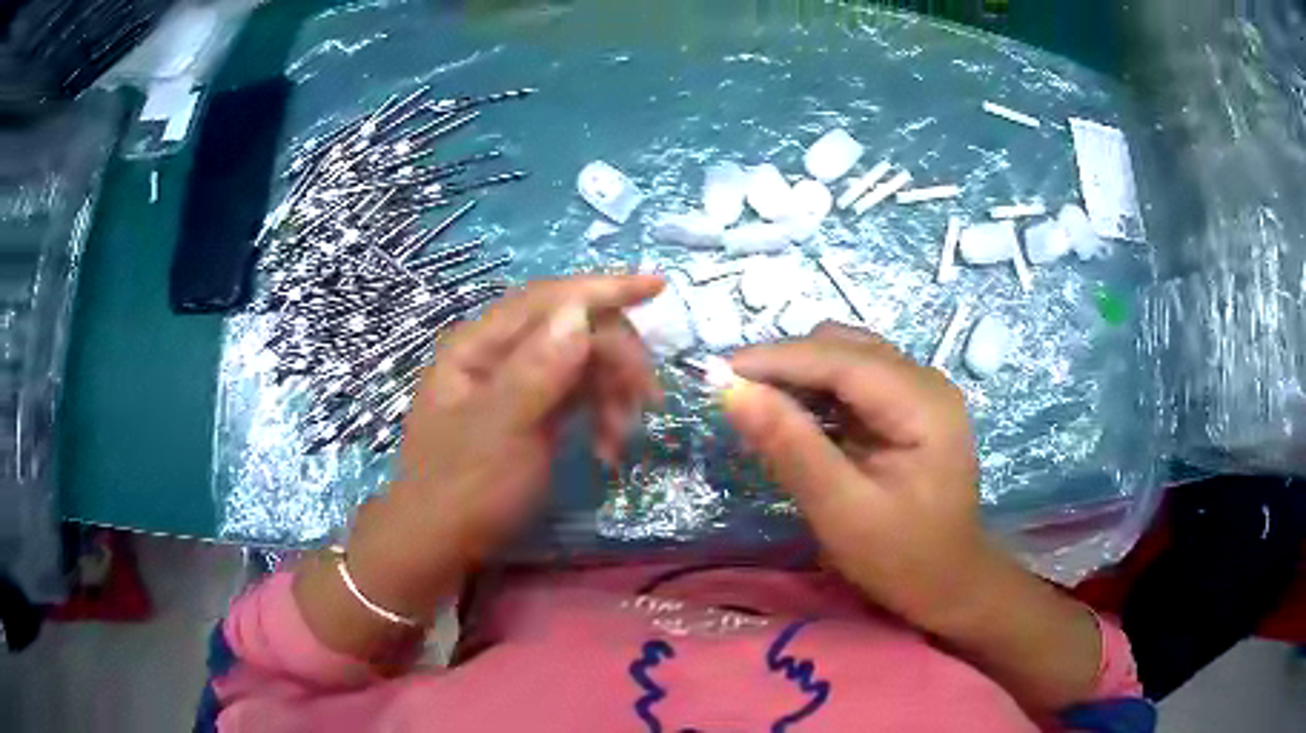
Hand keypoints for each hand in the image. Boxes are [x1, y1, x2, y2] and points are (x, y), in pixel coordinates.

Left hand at [344, 275, 663, 619]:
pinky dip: (600, 415)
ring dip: (612, 393)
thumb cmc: (465, 488)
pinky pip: (578, 395)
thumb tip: (580, 314)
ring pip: (581, 363)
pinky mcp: (532, 410)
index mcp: (479, 346)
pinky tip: (607, 448)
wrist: (442, 544)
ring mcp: (516, 383)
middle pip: (572, 329)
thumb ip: (538, 371)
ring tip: (621, 438)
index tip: (659, 286)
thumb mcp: (501, 431)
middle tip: (648, 398)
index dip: (604, 289)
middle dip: (615, 357)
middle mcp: (498, 354)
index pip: (548, 300)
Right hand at [722, 322, 986, 629]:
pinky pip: (852, 383)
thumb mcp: (841, 511)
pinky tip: (793, 422)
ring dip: (799, 377)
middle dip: (785, 366)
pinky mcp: (907, 408)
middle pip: (843, 348)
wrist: (948, 584)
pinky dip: (817, 395)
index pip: (840, 358)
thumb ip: (790, 447)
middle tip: (734, 398)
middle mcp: (925, 381)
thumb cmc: (901, 557)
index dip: (775, 359)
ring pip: (845, 358)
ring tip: (758, 409)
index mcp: (922, 402)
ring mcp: (919, 392)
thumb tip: (731, 391)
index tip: (715, 372)